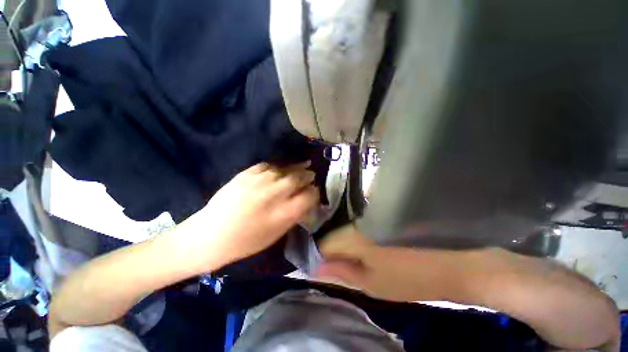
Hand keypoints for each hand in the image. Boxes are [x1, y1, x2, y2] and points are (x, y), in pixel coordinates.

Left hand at [178, 162, 319, 270]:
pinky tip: (280, 169)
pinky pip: (268, 165)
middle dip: (308, 176)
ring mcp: (259, 181)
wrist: (210, 235)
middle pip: (299, 178)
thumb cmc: (247, 241)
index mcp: (284, 213)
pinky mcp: (246, 174)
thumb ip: (294, 214)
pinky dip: (278, 167)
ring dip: (296, 167)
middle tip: (311, 175)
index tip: (314, 192)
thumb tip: (306, 199)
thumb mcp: (277, 233)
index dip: (315, 193)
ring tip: (303, 166)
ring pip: (285, 169)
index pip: (309, 195)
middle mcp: (274, 194)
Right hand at [316, 224, 467, 301]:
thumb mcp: (374, 284)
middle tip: (336, 259)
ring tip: (348, 250)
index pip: (324, 243)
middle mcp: (357, 218)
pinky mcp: (379, 209)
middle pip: (332, 230)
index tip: (322, 265)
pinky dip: (354, 228)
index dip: (319, 255)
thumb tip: (314, 269)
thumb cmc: (411, 278)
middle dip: (330, 245)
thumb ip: (342, 273)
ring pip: (344, 223)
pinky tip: (361, 236)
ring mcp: (368, 211)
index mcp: (353, 236)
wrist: (453, 261)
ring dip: (342, 236)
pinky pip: (357, 218)